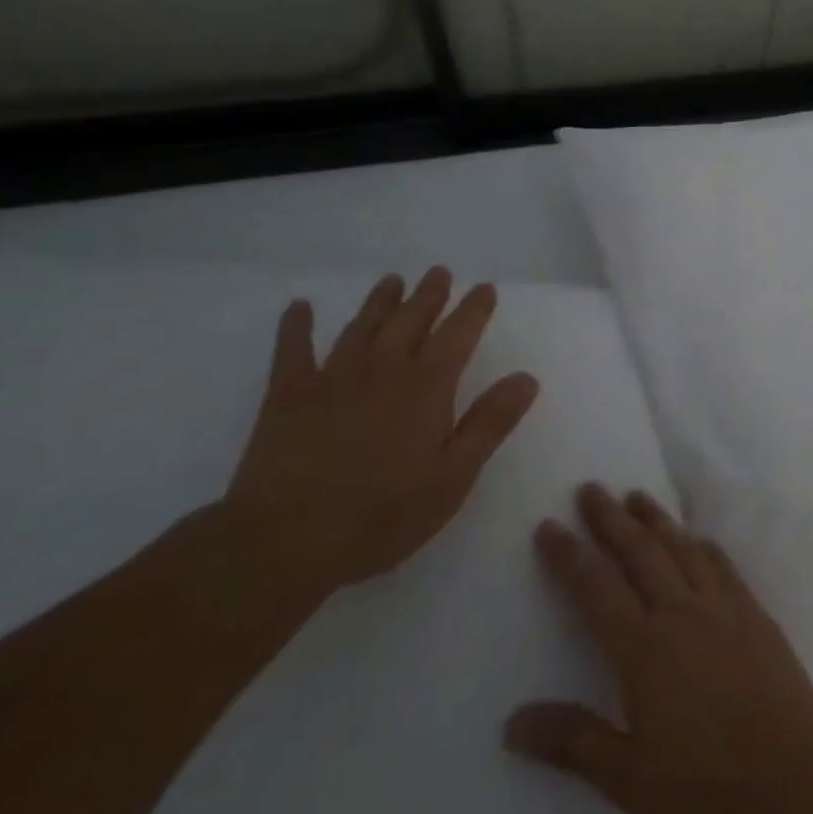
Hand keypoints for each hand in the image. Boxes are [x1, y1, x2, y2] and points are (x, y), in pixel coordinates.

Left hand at [222, 269, 538, 600]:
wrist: (286, 540)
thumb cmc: (383, 514)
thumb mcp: (453, 476)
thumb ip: (490, 423)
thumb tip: (526, 377)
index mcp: (426, 387)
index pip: (458, 335)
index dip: (473, 309)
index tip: (484, 288)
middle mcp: (383, 369)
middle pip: (411, 320)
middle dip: (429, 295)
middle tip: (439, 273)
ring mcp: (332, 377)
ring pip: (362, 326)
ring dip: (380, 301)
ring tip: (393, 280)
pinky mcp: (288, 395)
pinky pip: (292, 349)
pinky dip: (296, 326)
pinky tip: (299, 307)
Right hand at [503, 484, 812, 813]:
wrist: (796, 772)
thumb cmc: (708, 783)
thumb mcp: (630, 778)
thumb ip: (573, 742)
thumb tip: (512, 723)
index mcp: (644, 647)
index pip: (595, 587)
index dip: (568, 555)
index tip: (548, 525)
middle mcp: (679, 610)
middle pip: (639, 550)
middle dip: (610, 518)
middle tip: (591, 488)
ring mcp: (720, 604)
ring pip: (680, 546)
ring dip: (655, 518)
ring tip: (636, 495)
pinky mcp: (751, 609)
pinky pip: (719, 562)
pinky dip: (700, 542)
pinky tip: (695, 537)